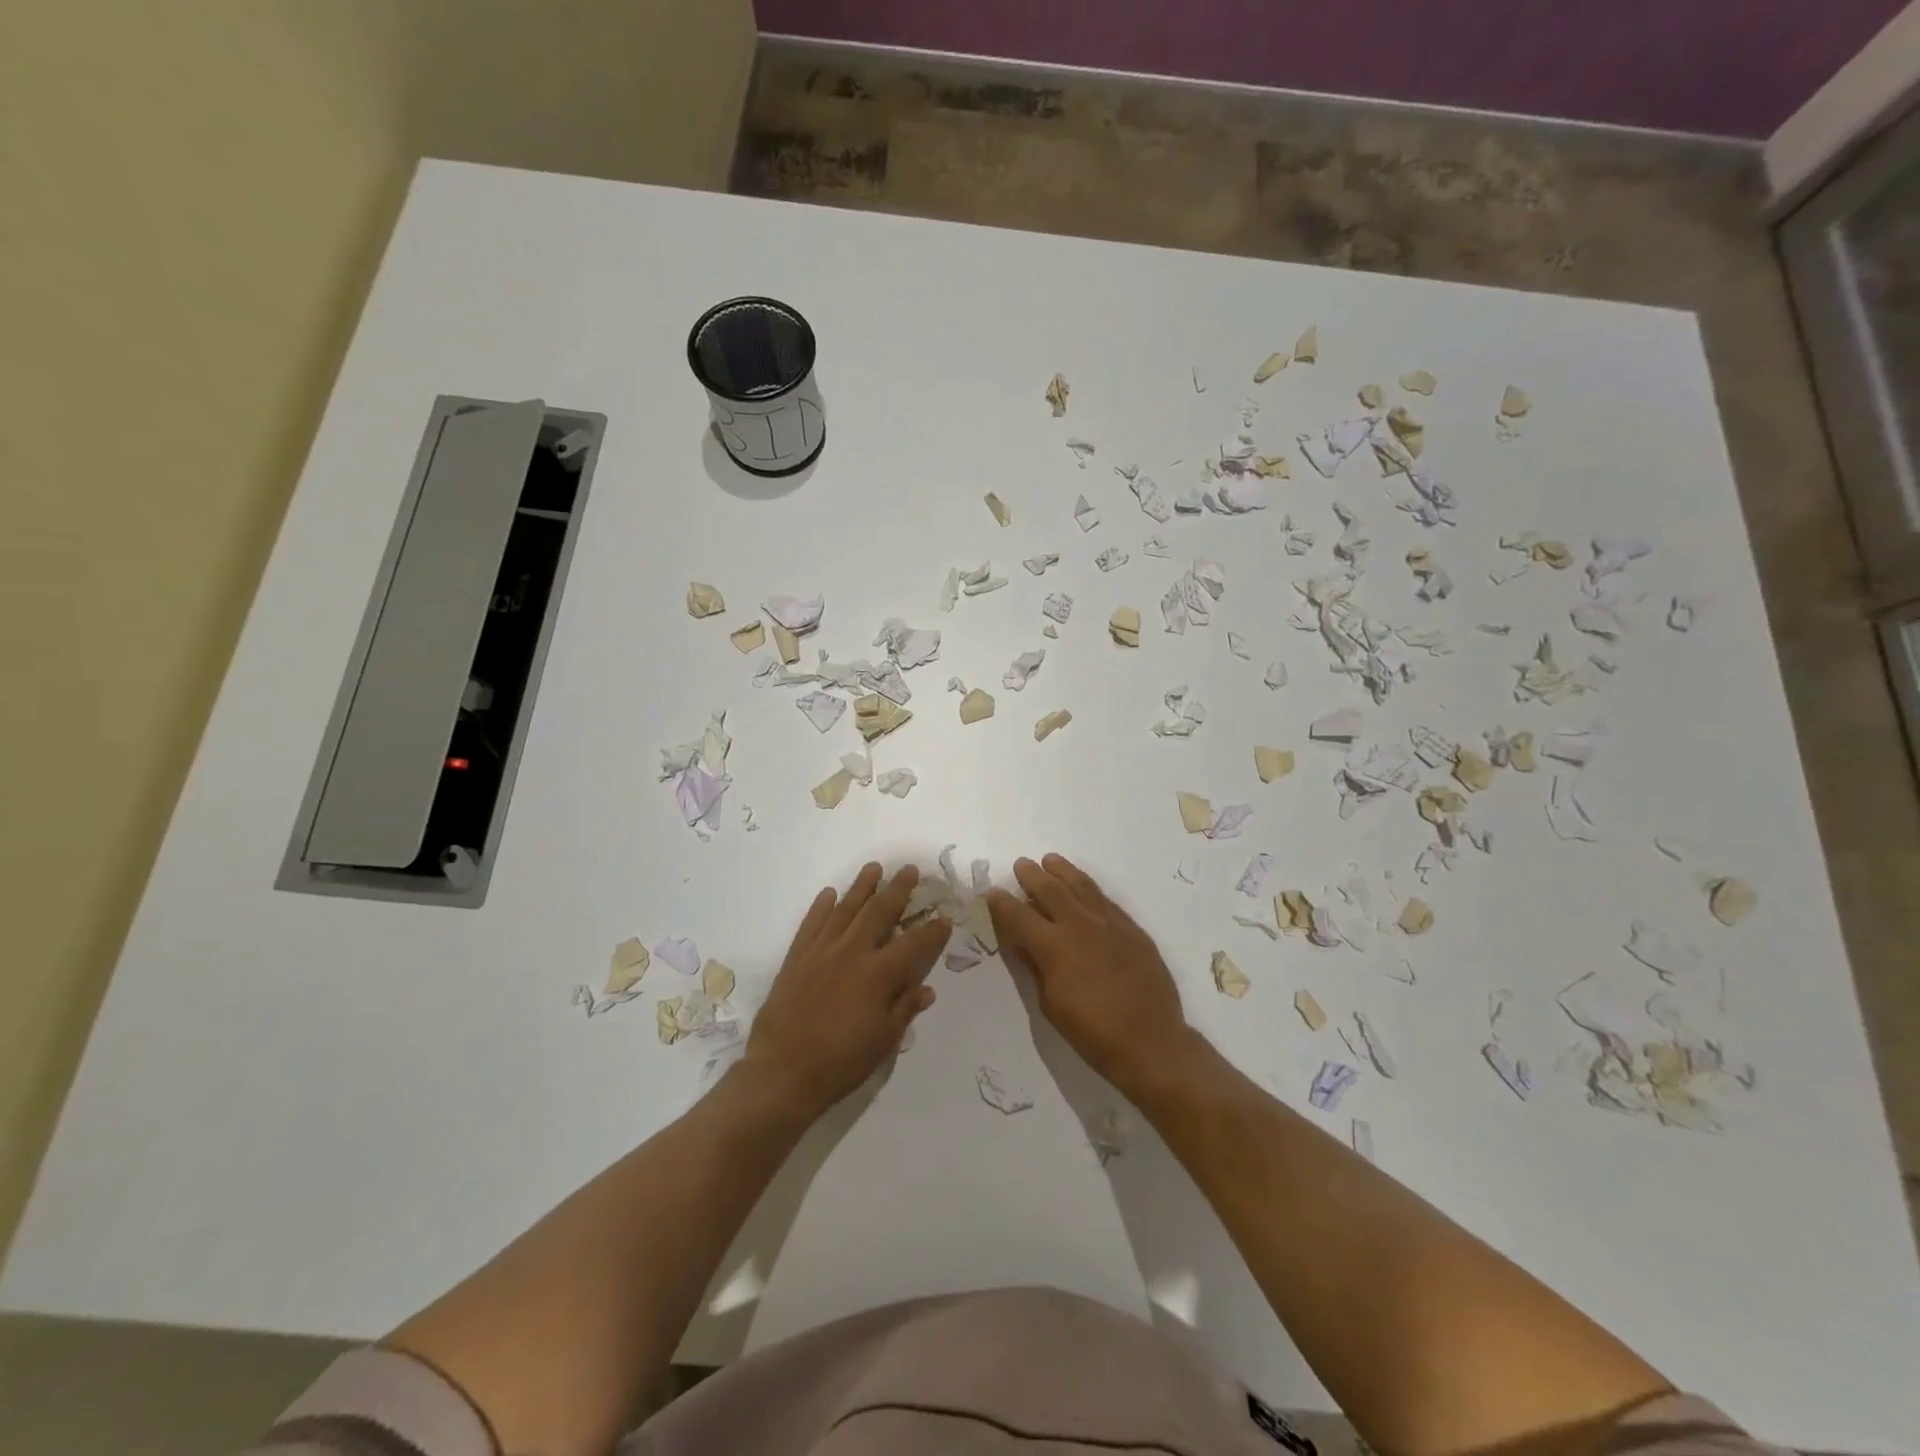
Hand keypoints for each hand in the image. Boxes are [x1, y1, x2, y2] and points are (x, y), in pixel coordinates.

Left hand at [742, 863, 946, 1119]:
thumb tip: (926, 989)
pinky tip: (830, 893)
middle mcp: (852, 953)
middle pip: (879, 912)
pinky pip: (811, 923)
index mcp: (878, 975)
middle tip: (910, 870)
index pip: (914, 944)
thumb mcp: (883, 1041)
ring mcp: (821, 951)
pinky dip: (821, 906)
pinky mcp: (796, 957)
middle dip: (898, 889)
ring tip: (874, 868)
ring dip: (861, 886)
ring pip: (845, 909)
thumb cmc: (840, 1063)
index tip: (945, 917)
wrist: (782, 1073)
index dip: (932, 930)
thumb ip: (904, 1009)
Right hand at [988, 854, 1196, 1095]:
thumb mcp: (1050, 1004)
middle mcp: (1080, 925)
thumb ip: (1034, 966)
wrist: (1151, 1042)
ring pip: (1081, 885)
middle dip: (1031, 875)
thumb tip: (1022, 942)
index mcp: (1053, 946)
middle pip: (1050, 889)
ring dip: (1062, 871)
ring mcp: (1109, 923)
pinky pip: (1105, 899)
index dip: (1002, 902)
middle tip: (1021, 865)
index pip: (1019, 915)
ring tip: (1050, 860)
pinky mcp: (1132, 929)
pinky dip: (1089, 888)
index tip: (992, 892)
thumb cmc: (1092, 1032)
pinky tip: (1083, 886)